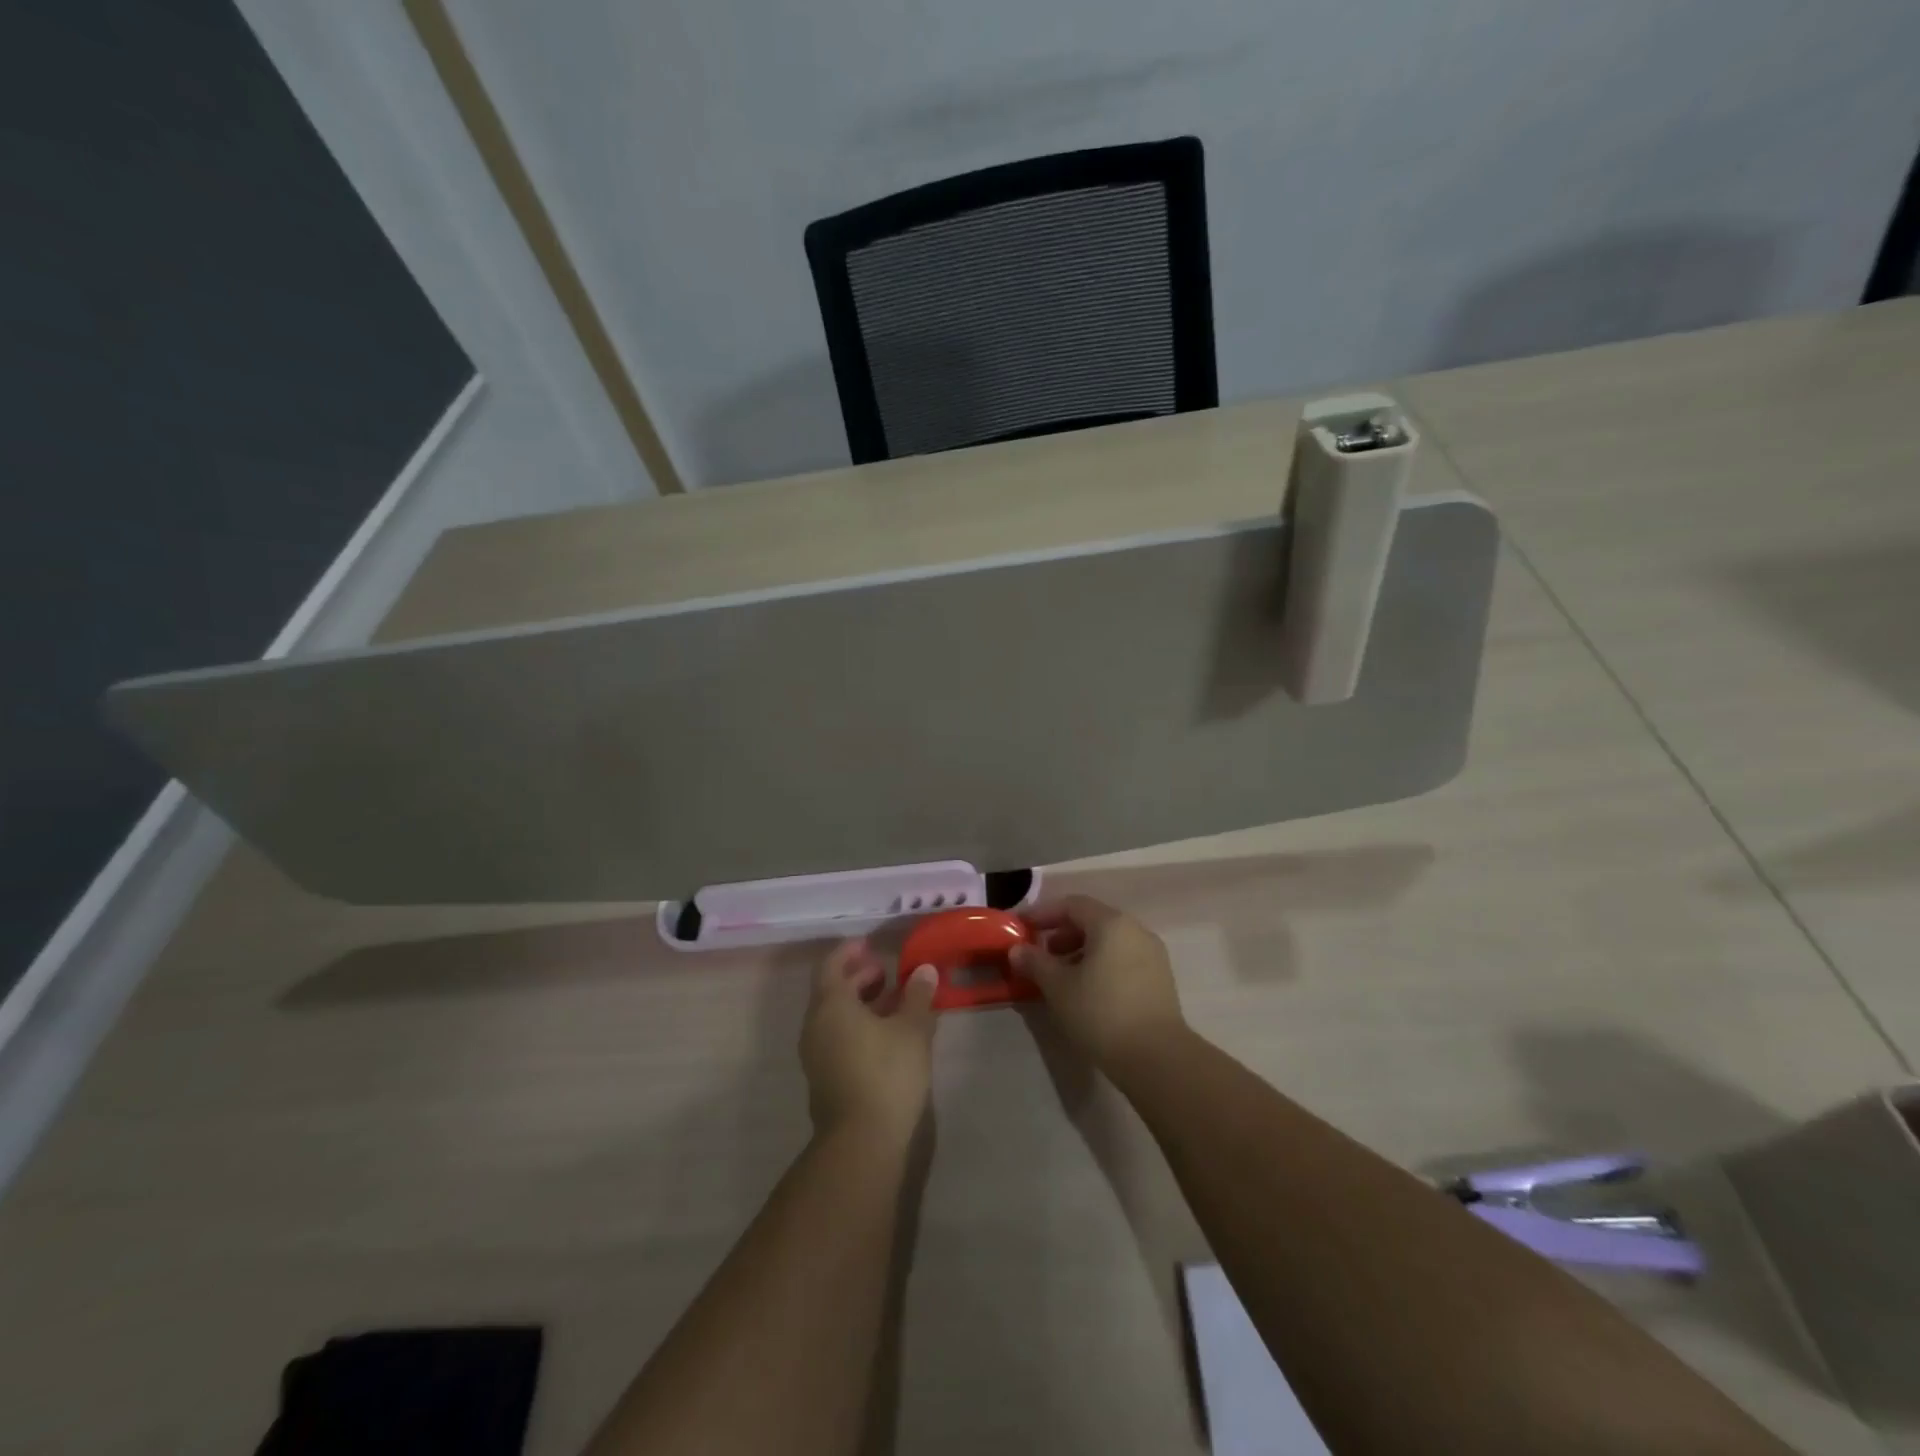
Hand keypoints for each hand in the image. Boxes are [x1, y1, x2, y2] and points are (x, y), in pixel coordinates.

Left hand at [800, 940, 938, 1145]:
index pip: (832, 965)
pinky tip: (886, 1035)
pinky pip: (837, 1038)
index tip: (870, 945)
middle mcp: (815, 1025)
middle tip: (886, 972)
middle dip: (858, 977)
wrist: (861, 1142)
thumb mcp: (912, 1029)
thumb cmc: (887, 1073)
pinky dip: (857, 1026)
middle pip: (832, 990)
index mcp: (831, 1005)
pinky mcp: (824, 1078)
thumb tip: (924, 970)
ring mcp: (816, 1055)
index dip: (850, 952)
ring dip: (860, 1004)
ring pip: (835, 1017)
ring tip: (893, 1002)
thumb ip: (917, 996)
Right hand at [1013, 896, 1185, 1071]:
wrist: (1157, 1058)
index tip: (1022, 928)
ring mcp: (1152, 954)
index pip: (1072, 905)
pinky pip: (1123, 959)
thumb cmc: (1101, 1013)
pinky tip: (1087, 990)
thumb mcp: (1058, 987)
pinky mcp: (1160, 979)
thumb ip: (1035, 963)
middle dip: (1062, 934)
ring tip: (1060, 977)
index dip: (1043, 914)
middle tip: (1040, 955)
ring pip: (1109, 942)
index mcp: (1111, 923)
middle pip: (1092, 921)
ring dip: (1080, 952)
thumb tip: (1017, 950)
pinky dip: (1101, 965)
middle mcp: (1135, 930)